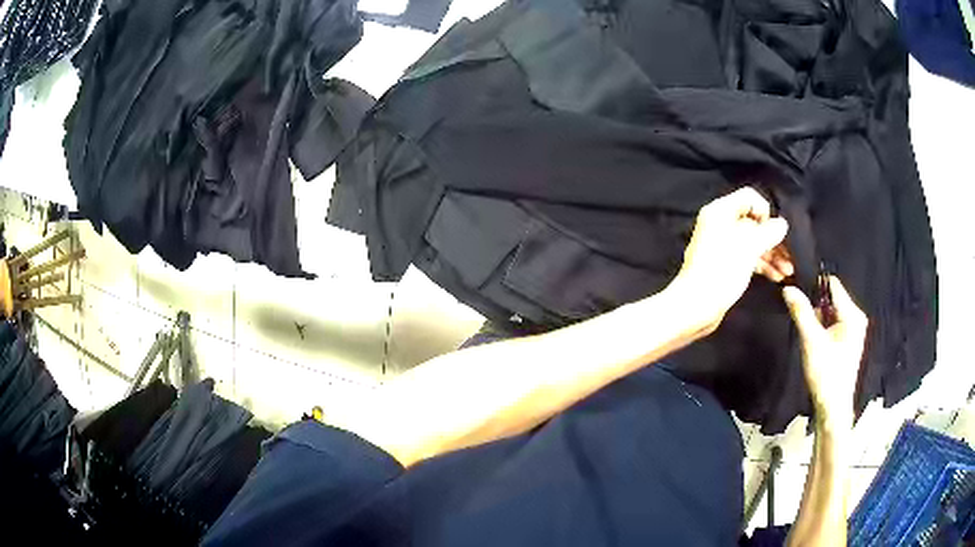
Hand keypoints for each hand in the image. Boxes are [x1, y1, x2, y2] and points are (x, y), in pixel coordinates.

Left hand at [671, 187, 790, 333]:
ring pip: (752, 242)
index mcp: (720, 211)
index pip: (749, 198)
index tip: (775, 232)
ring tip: (788, 271)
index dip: (765, 212)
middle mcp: (720, 224)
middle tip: (791, 256)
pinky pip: (747, 257)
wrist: (696, 306)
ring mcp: (722, 245)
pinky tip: (777, 277)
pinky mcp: (724, 265)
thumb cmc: (722, 271)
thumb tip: (782, 224)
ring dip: (771, 254)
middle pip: (753, 222)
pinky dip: (762, 265)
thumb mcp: (749, 247)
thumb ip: (768, 232)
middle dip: (774, 239)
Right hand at [782, 276, 866, 428]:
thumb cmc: (826, 374)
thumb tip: (788, 288)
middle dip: (816, 306)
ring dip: (818, 318)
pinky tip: (815, 342)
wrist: (833, 407)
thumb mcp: (811, 341)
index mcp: (852, 314)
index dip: (815, 285)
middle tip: (802, 320)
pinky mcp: (849, 341)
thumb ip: (801, 312)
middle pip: (832, 298)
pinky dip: (823, 328)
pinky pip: (834, 324)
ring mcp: (854, 330)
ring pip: (831, 312)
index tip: (798, 293)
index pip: (833, 285)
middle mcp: (856, 317)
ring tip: (809, 334)